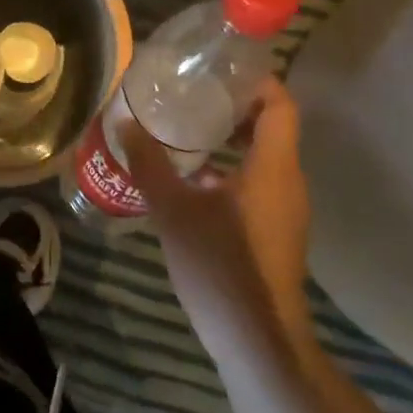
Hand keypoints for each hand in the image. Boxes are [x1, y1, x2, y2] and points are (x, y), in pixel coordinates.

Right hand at [123, 79, 313, 349]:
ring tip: (186, 129)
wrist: (258, 343)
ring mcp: (285, 210)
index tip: (219, 68)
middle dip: (235, 106)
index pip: (280, 103)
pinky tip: (191, 180)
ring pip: (263, 157)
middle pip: (272, 126)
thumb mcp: (174, 209)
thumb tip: (124, 122)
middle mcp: (288, 181)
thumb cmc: (221, 266)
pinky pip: (258, 183)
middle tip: (192, 94)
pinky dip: (231, 170)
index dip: (255, 79)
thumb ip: (149, 163)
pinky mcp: (275, 232)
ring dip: (230, 139)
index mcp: (273, 166)